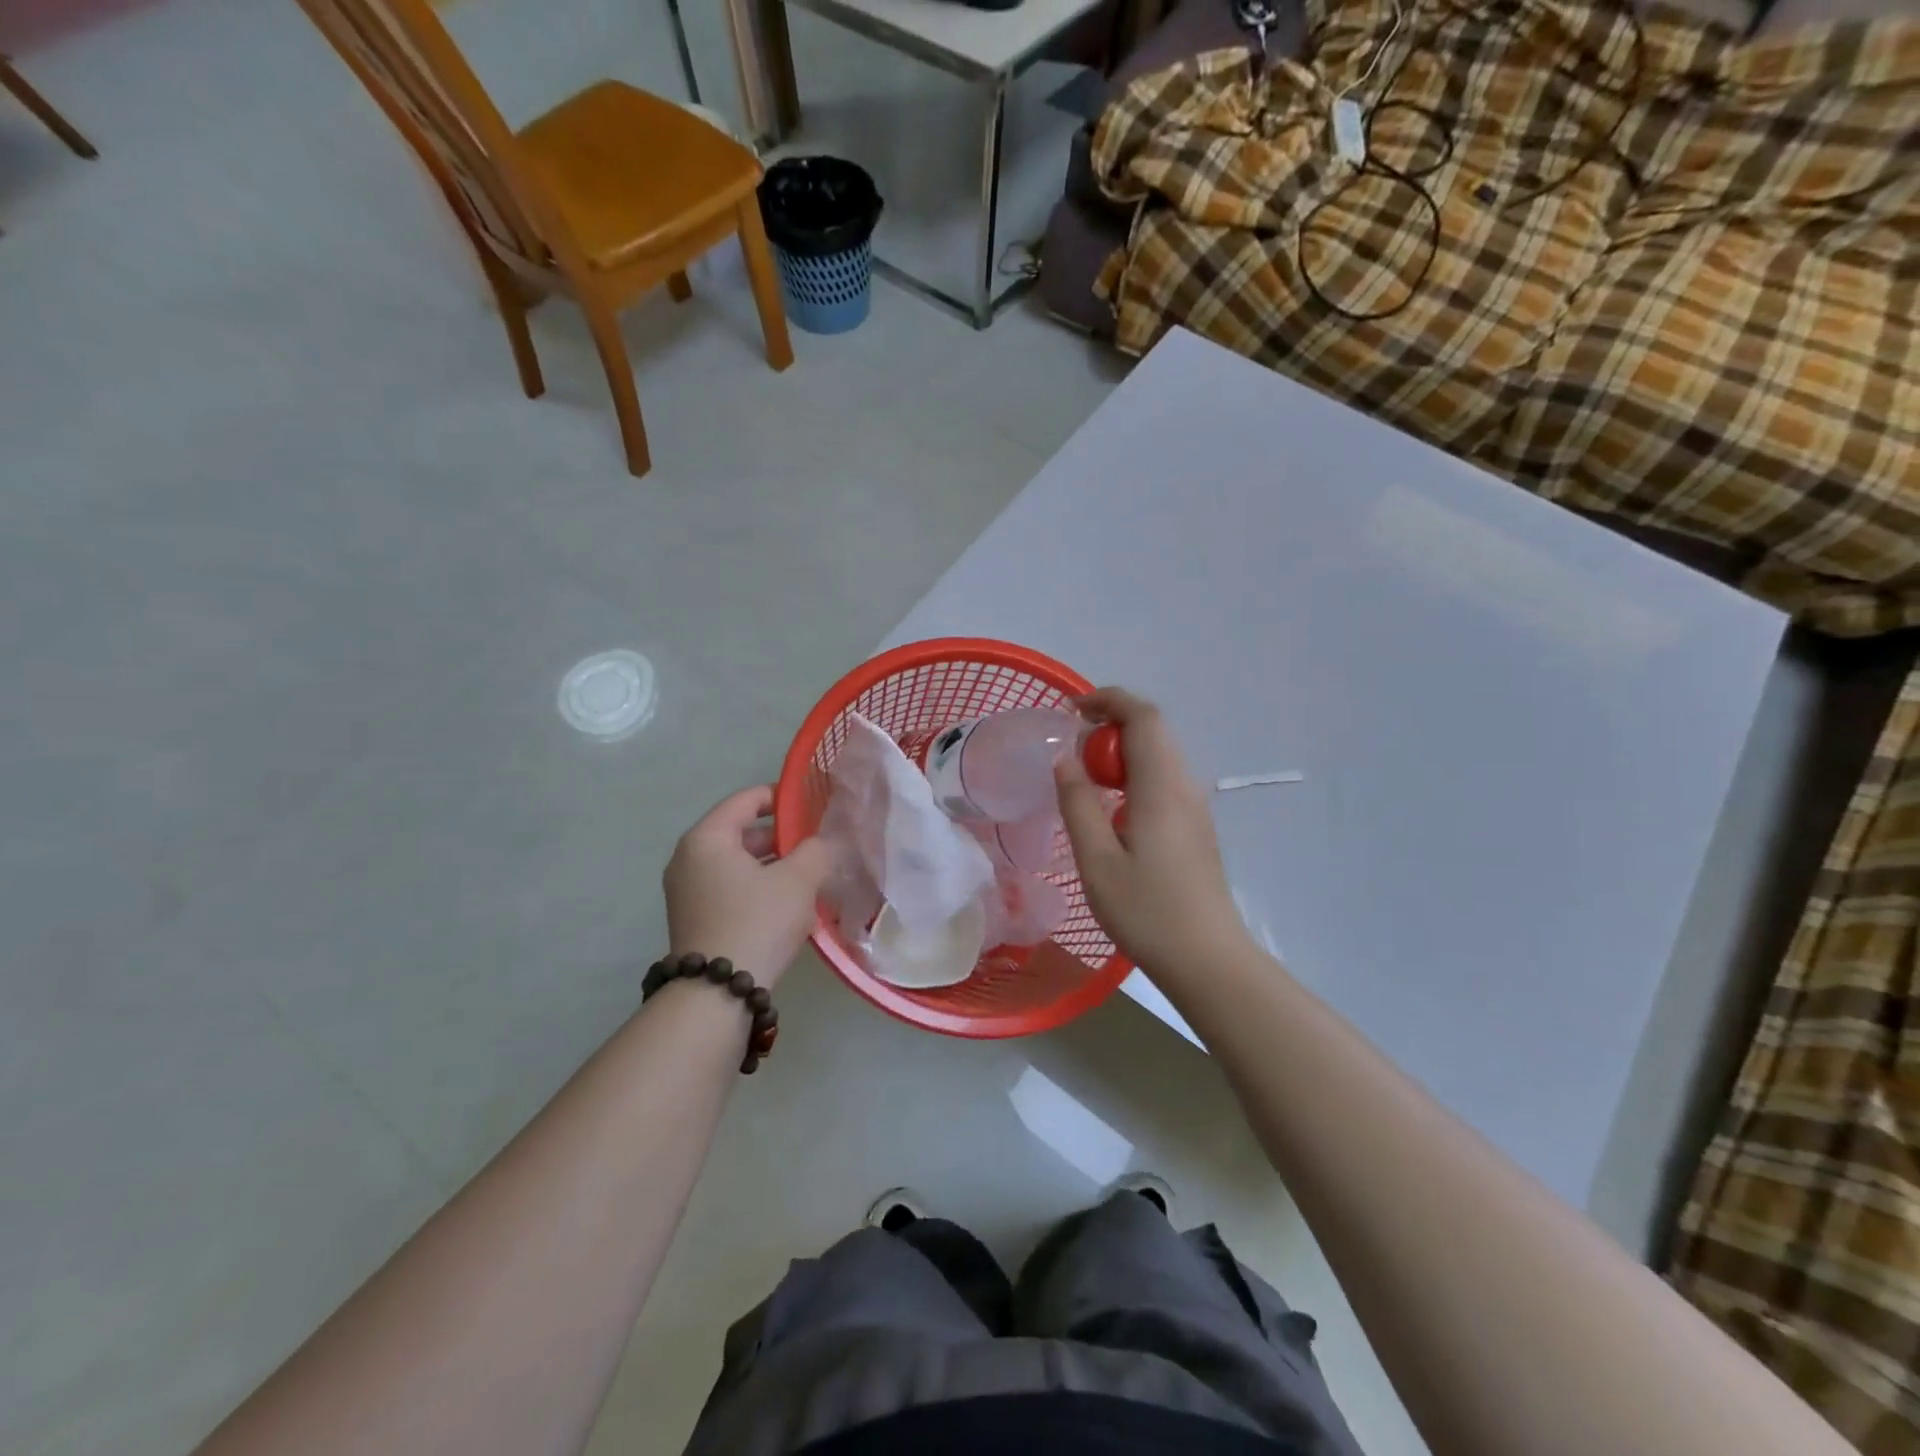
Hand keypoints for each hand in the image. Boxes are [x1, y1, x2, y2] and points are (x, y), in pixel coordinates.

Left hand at [664, 787, 836, 987]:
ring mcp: (687, 891)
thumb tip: (824, 842)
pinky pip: (731, 888)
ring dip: (773, 865)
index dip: (781, 797)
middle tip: (817, 844)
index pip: (746, 800)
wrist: (717, 994)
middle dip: (781, 836)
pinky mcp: (694, 919)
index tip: (812, 804)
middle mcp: (689, 859)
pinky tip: (789, 904)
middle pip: (741, 832)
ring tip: (810, 875)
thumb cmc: (757, 921)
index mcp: (707, 838)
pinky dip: (758, 887)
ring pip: (738, 864)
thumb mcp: (798, 880)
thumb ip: (817, 850)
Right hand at [1055, 688, 1248, 979]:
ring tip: (1086, 776)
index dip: (1108, 700)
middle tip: (1071, 747)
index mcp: (1161, 787)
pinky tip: (1112, 809)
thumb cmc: (1147, 912)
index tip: (1071, 710)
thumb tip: (1065, 758)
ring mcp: (1195, 807)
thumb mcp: (1096, 860)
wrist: (1207, 959)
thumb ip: (1077, 803)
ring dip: (1121, 751)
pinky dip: (1133, 774)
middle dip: (1110, 724)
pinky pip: (1163, 780)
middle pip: (1153, 731)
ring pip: (1159, 755)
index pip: (1143, 717)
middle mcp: (1184, 787)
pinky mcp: (1195, 827)